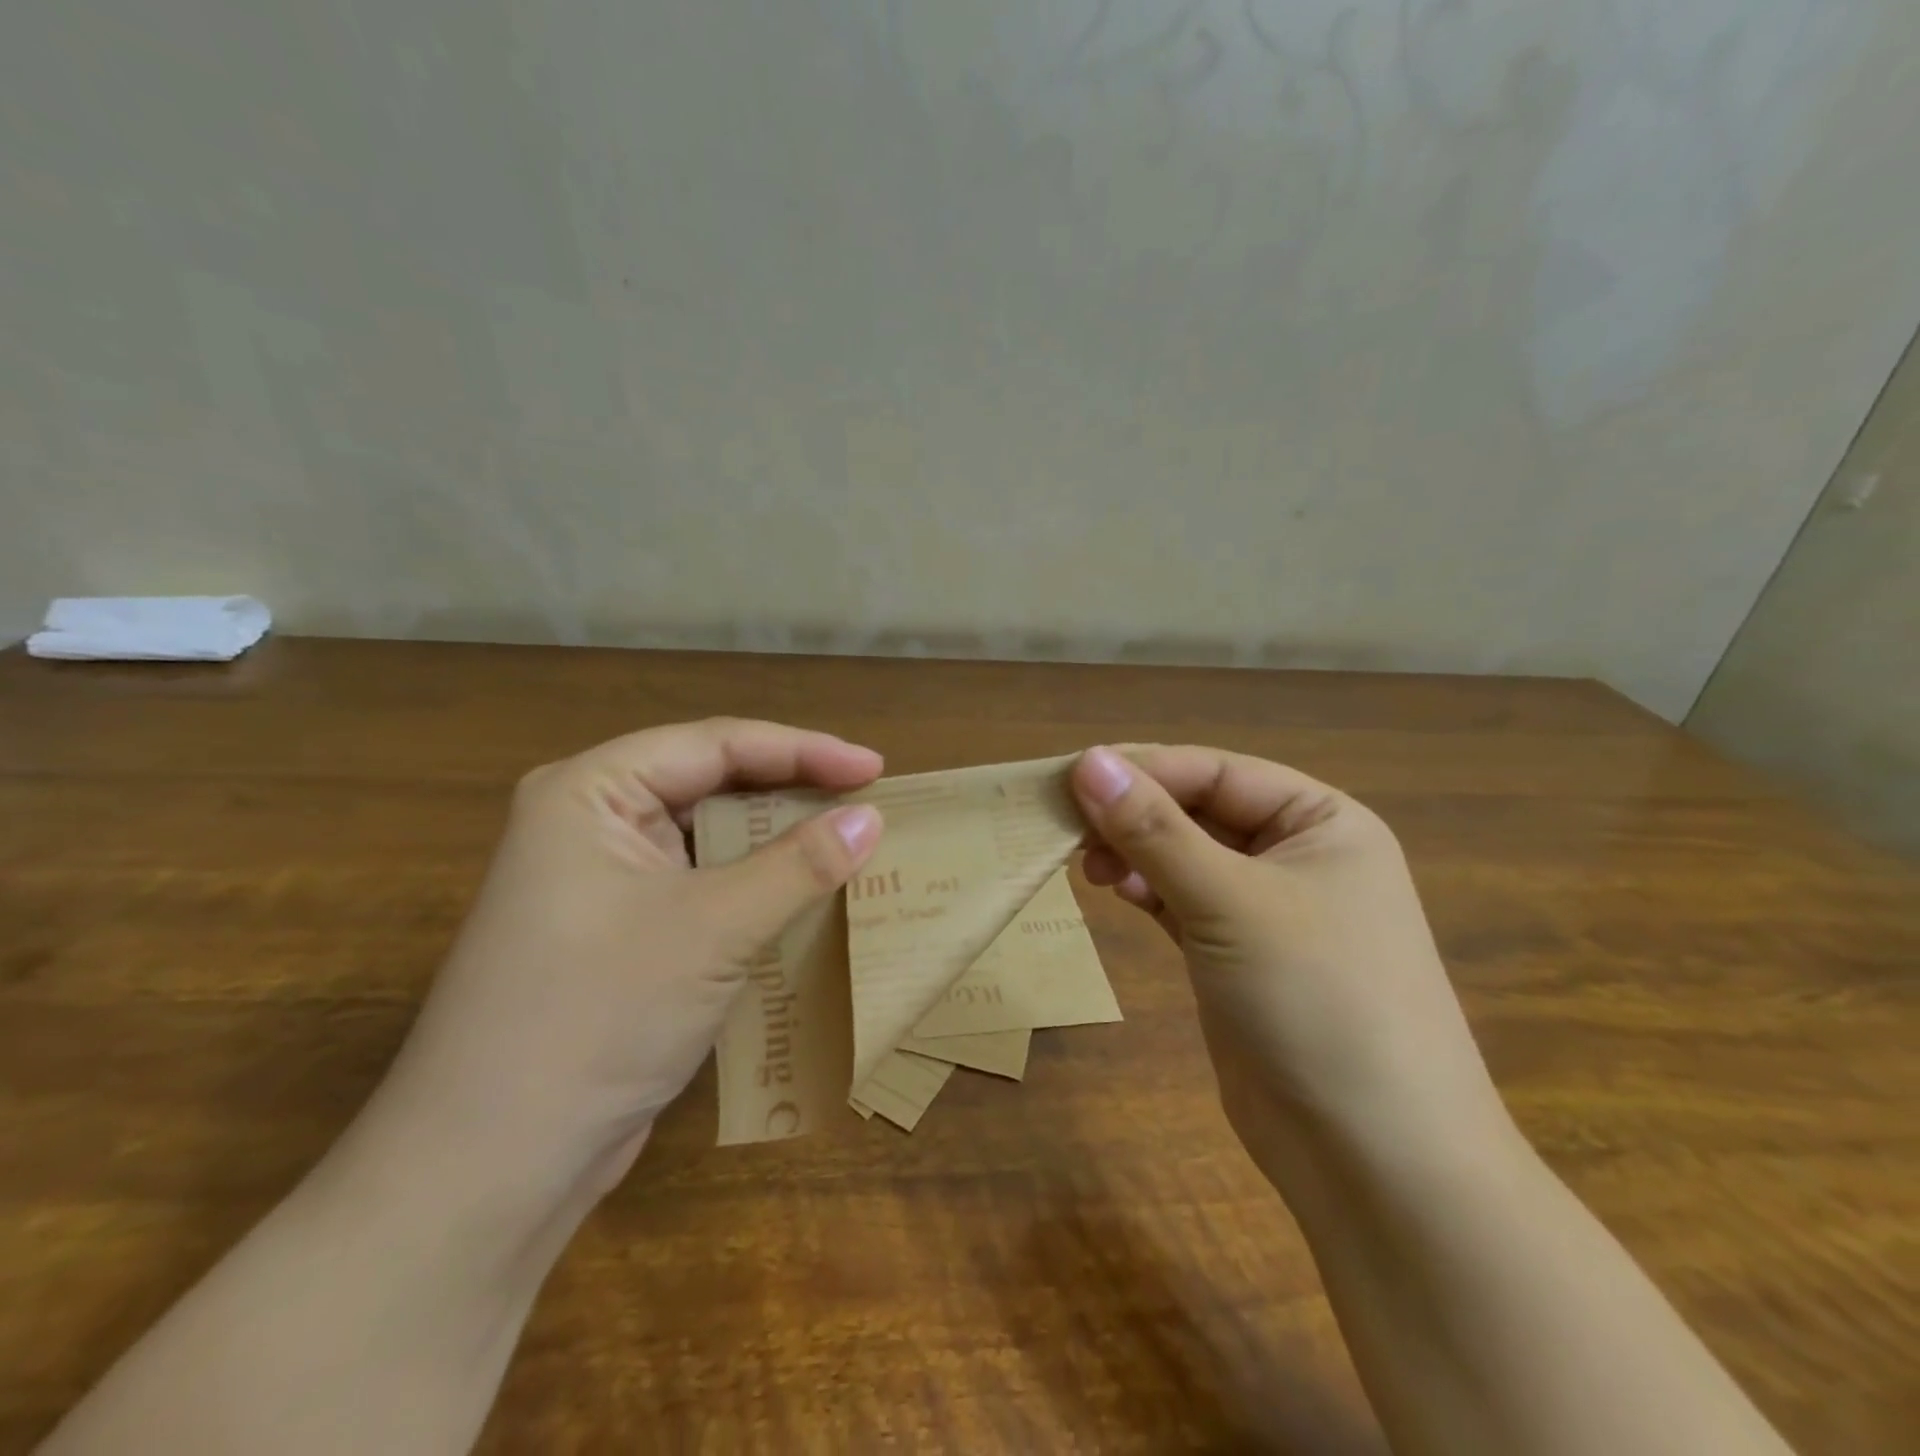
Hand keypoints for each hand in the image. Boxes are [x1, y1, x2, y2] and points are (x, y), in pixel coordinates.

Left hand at [379, 718, 884, 1192]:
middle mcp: (592, 822)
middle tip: (867, 803)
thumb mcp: (712, 928)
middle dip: (792, 791)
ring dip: (778, 841)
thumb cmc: (596, 1017)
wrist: (491, 1169)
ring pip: (710, 837)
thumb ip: (798, 864)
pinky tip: (804, 897)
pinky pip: (702, 885)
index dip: (803, 750)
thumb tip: (872, 818)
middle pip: (712, 783)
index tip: (874, 768)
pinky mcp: (620, 932)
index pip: (716, 745)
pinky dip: (755, 887)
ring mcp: (603, 881)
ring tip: (849, 843)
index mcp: (591, 792)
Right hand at [1071, 745, 1508, 1173]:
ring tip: (1084, 863)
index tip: (1068, 777)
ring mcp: (1267, 909)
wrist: (1375, 1162)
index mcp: (1321, 822)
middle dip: (1134, 813)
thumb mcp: (1230, 902)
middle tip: (1065, 823)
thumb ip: (1155, 829)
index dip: (1143, 770)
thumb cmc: (1318, 1001)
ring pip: (1185, 856)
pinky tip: (1113, 889)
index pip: (1216, 772)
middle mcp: (1298, 856)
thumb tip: (1087, 760)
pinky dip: (1145, 890)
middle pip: (1198, 810)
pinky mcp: (1237, 955)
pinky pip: (1181, 900)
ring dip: (1134, 851)